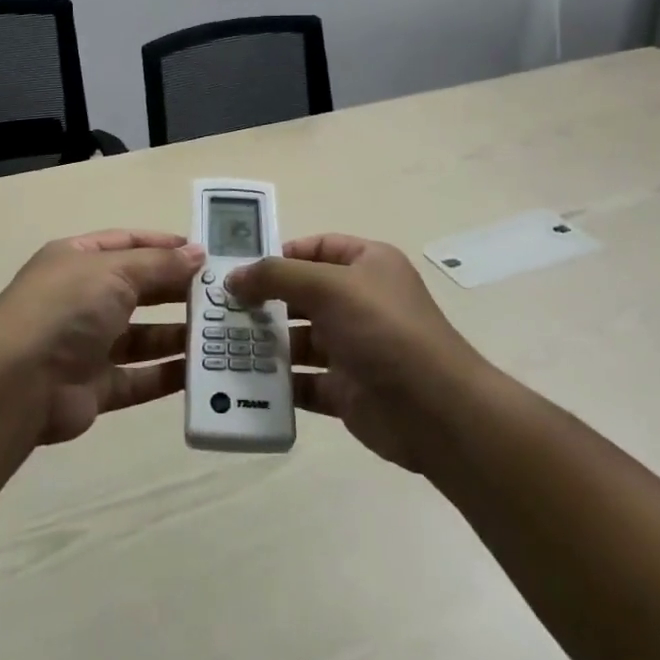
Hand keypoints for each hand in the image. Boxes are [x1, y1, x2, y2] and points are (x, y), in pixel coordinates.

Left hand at [0, 229, 204, 445]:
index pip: (127, 243)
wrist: (17, 383)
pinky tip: (202, 371)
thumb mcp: (114, 270)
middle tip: (222, 295)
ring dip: (178, 334)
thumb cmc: (66, 308)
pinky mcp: (96, 387)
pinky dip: (167, 375)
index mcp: (78, 259)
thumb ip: (159, 264)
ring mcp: (88, 344)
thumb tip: (198, 253)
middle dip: (177, 290)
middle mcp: (82, 298)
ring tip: (221, 332)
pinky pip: (139, 378)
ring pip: (142, 336)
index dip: (164, 245)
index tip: (204, 253)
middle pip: (138, 289)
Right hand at [226, 234, 480, 471]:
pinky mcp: (346, 390)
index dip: (281, 254)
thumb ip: (277, 276)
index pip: (317, 247)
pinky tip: (246, 381)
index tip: (242, 269)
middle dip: (265, 300)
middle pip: (303, 294)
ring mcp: (354, 347)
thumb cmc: (384, 330)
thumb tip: (234, 277)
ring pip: (300, 339)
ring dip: (267, 342)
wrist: (437, 412)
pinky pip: (304, 382)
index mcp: (367, 265)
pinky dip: (278, 382)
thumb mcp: (328, 286)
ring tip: (225, 345)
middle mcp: (360, 302)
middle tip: (221, 309)